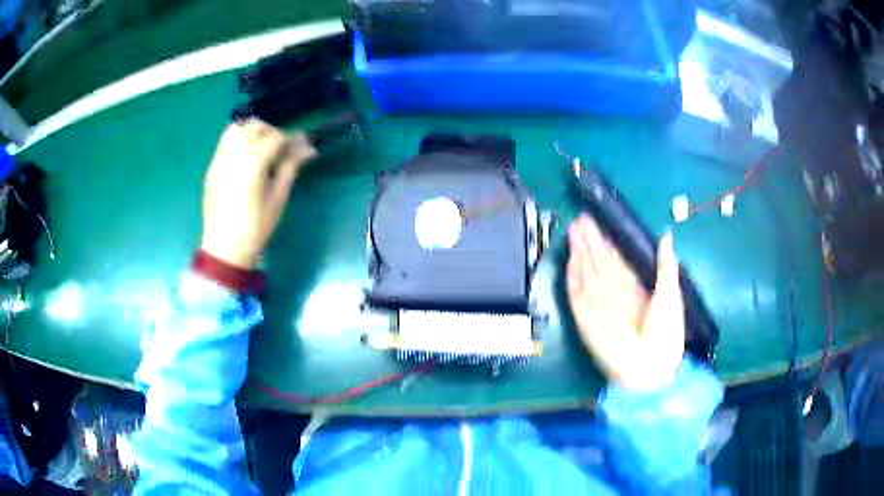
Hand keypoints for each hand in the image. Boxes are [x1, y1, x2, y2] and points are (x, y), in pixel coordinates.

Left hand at [201, 119, 316, 269]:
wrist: (225, 247)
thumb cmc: (256, 227)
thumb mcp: (278, 198)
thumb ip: (291, 167)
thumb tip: (308, 146)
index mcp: (253, 164)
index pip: (275, 137)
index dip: (290, 141)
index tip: (299, 150)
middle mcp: (234, 155)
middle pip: (255, 126)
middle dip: (270, 132)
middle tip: (279, 150)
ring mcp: (220, 160)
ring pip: (236, 129)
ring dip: (252, 131)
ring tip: (260, 148)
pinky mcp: (212, 167)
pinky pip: (224, 142)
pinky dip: (238, 140)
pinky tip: (244, 158)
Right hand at [566, 214, 684, 390]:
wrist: (651, 367)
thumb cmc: (666, 333)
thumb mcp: (671, 294)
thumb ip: (666, 265)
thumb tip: (666, 235)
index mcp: (635, 289)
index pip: (618, 262)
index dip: (608, 243)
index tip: (598, 225)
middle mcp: (615, 295)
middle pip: (599, 264)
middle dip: (590, 242)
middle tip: (580, 220)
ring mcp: (600, 306)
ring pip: (587, 274)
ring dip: (580, 253)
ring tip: (572, 231)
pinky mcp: (587, 320)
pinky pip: (577, 295)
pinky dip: (573, 278)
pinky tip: (570, 260)